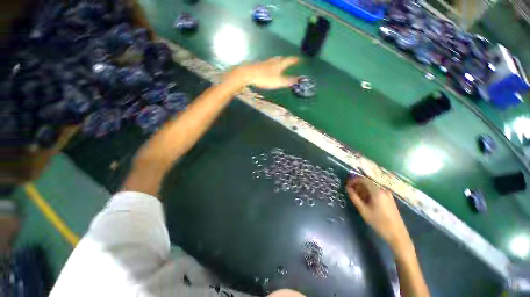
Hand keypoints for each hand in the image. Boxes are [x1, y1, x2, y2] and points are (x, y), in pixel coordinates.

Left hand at [227, 56, 298, 88]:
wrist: (248, 74)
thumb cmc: (264, 78)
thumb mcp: (278, 81)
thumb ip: (288, 81)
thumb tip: (299, 79)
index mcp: (279, 64)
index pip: (289, 60)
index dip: (295, 60)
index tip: (300, 59)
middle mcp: (273, 61)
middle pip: (281, 58)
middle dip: (287, 59)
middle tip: (290, 60)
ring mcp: (265, 63)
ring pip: (274, 60)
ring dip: (279, 61)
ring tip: (281, 63)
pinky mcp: (259, 66)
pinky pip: (268, 63)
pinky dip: (272, 64)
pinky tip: (269, 68)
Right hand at [345, 177, 410, 250]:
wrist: (397, 234)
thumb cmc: (379, 222)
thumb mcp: (363, 210)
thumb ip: (354, 197)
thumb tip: (347, 188)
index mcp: (377, 192)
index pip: (363, 180)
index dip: (353, 180)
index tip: (347, 185)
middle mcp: (383, 190)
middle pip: (368, 183)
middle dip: (357, 186)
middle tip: (349, 191)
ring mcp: (388, 195)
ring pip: (372, 188)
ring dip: (362, 190)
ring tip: (356, 197)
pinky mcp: (389, 199)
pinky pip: (376, 192)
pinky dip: (369, 194)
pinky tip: (365, 201)